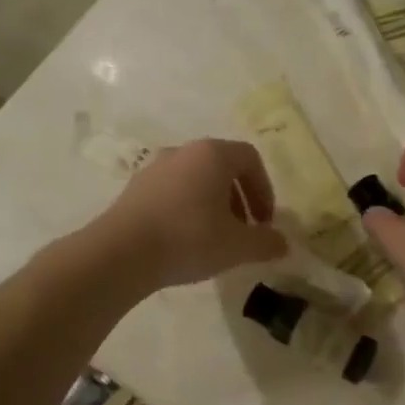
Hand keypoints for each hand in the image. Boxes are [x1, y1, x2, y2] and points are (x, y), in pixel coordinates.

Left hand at [92, 139, 287, 290]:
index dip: (264, 189)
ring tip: (215, 239)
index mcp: (213, 154)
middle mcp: (183, 152)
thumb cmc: (189, 238)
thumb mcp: (237, 246)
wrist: (121, 253)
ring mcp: (155, 168)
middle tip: (244, 231)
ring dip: (213, 204)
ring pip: (196, 180)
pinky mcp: (135, 188)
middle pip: (222, 167)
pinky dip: (187, 209)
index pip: (250, 158)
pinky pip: (172, 192)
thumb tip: (283, 243)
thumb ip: (265, 242)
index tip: (264, 222)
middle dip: (239, 198)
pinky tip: (184, 241)